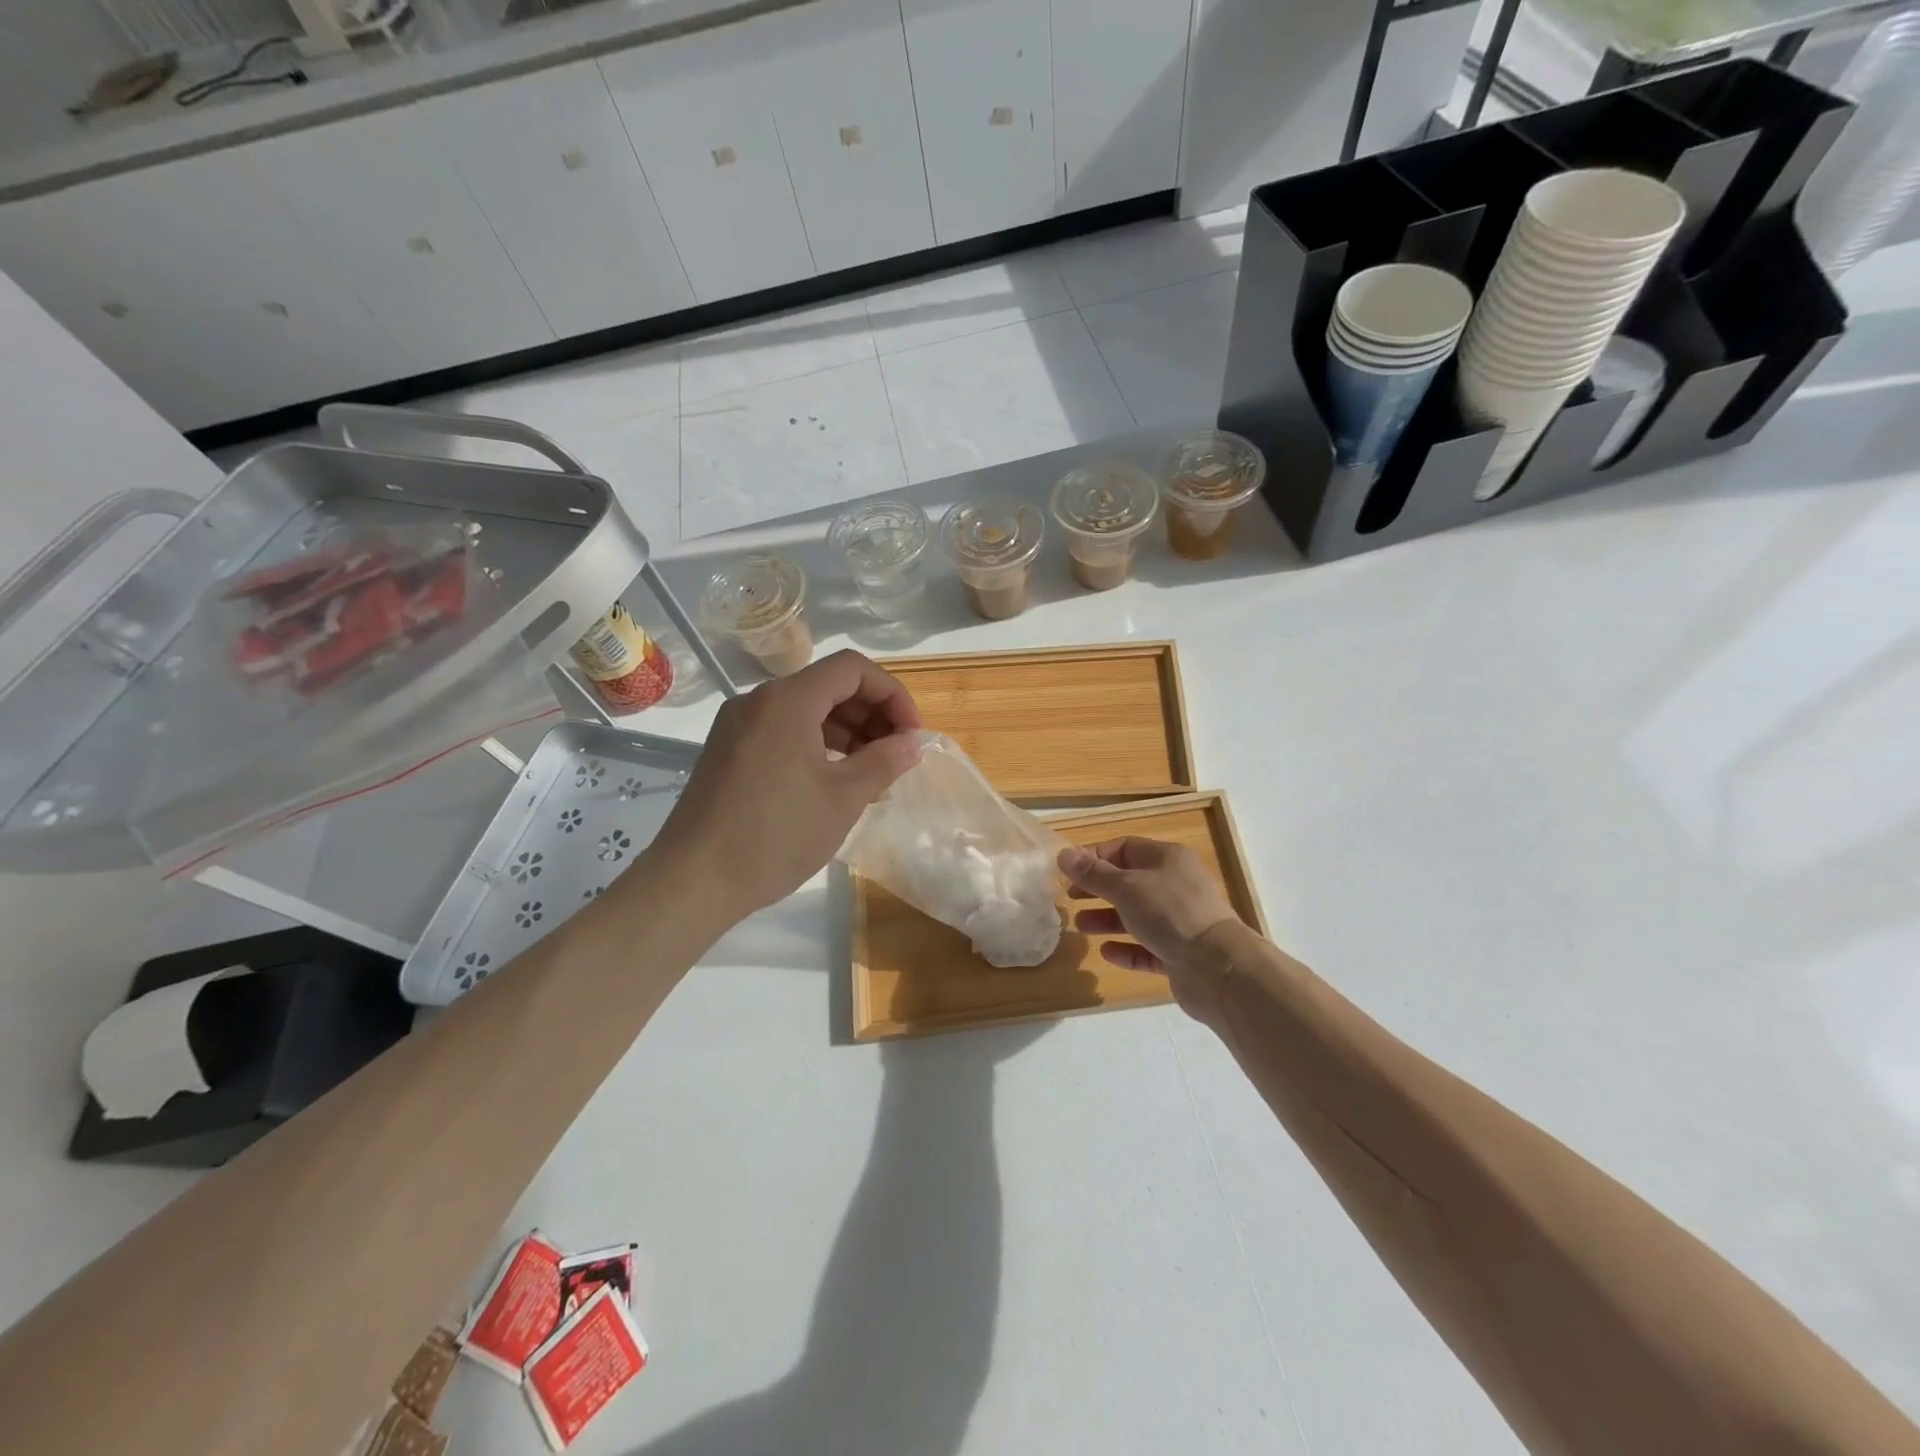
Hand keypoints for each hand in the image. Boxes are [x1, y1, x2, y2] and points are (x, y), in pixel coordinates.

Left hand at [645, 650, 922, 921]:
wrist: (693, 881)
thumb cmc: (776, 835)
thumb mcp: (843, 798)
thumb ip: (884, 761)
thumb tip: (912, 742)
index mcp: (787, 700)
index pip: (853, 669)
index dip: (893, 695)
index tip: (911, 736)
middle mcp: (759, 701)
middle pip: (829, 685)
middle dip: (872, 714)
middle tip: (897, 755)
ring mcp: (739, 726)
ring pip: (806, 710)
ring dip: (847, 731)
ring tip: (872, 772)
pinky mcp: (729, 752)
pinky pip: (784, 732)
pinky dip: (817, 745)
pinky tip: (836, 781)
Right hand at [1058, 837, 1240, 1019]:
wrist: (1218, 968)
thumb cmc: (1170, 914)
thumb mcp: (1126, 888)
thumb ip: (1093, 874)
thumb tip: (1064, 854)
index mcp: (1167, 859)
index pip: (1124, 848)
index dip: (1094, 857)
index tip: (1068, 871)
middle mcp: (1176, 885)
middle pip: (1130, 882)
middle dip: (1098, 889)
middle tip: (1070, 899)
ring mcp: (1180, 921)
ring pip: (1137, 915)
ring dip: (1108, 919)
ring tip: (1081, 927)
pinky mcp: (1181, 953)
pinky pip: (1148, 947)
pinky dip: (1127, 948)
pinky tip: (1107, 953)